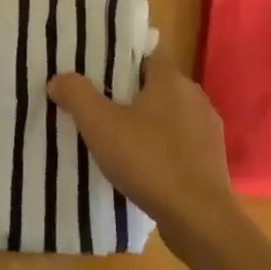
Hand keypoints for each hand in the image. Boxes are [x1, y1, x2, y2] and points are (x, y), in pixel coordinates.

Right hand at [48, 53, 242, 252]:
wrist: (199, 219)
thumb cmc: (149, 161)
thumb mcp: (100, 126)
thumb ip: (77, 95)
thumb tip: (59, 78)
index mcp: (171, 79)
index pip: (149, 50)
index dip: (125, 54)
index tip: (100, 65)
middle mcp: (194, 96)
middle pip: (157, 82)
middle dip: (131, 90)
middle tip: (100, 102)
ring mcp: (207, 128)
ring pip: (170, 112)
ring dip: (148, 120)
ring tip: (119, 135)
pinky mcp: (212, 158)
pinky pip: (181, 140)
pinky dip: (163, 145)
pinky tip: (144, 164)